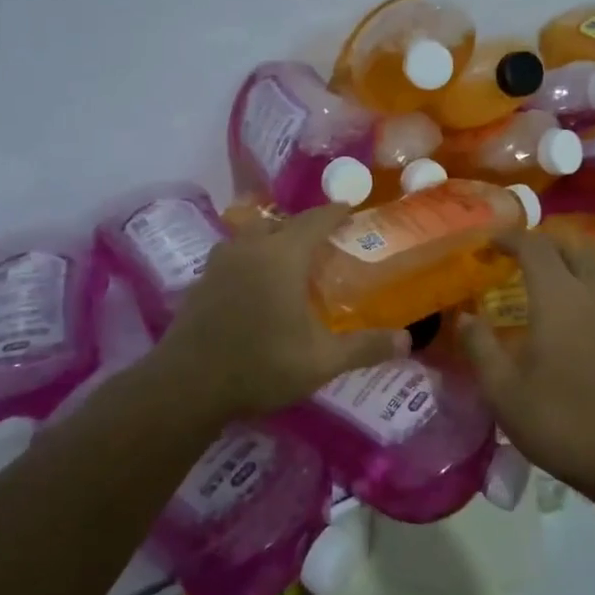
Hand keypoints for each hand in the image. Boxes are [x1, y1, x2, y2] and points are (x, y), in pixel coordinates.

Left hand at [153, 204, 408, 420]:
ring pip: (252, 238)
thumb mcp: (321, 361)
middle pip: (280, 223)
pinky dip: (251, 261)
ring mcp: (219, 264)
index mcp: (282, 256)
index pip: (314, 220)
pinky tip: (256, 287)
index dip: (334, 212)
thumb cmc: (261, 365)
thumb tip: (408, 341)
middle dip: (303, 227)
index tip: (349, 208)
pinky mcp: (200, 283)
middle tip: (323, 242)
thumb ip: (365, 347)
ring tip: (289, 261)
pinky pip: (234, 257)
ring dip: (273, 241)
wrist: (186, 385)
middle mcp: (249, 248)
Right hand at [458, 230, 594, 502]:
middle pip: (572, 245)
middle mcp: (592, 296)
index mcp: (559, 298)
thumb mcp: (504, 391)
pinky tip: (560, 325)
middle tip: (514, 257)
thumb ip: (480, 347)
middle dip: (542, 241)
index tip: (487, 243)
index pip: (535, 246)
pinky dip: (577, 292)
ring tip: (532, 289)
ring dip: (563, 266)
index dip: (509, 237)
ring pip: (591, 270)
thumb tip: (464, 316)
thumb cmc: (563, 421)